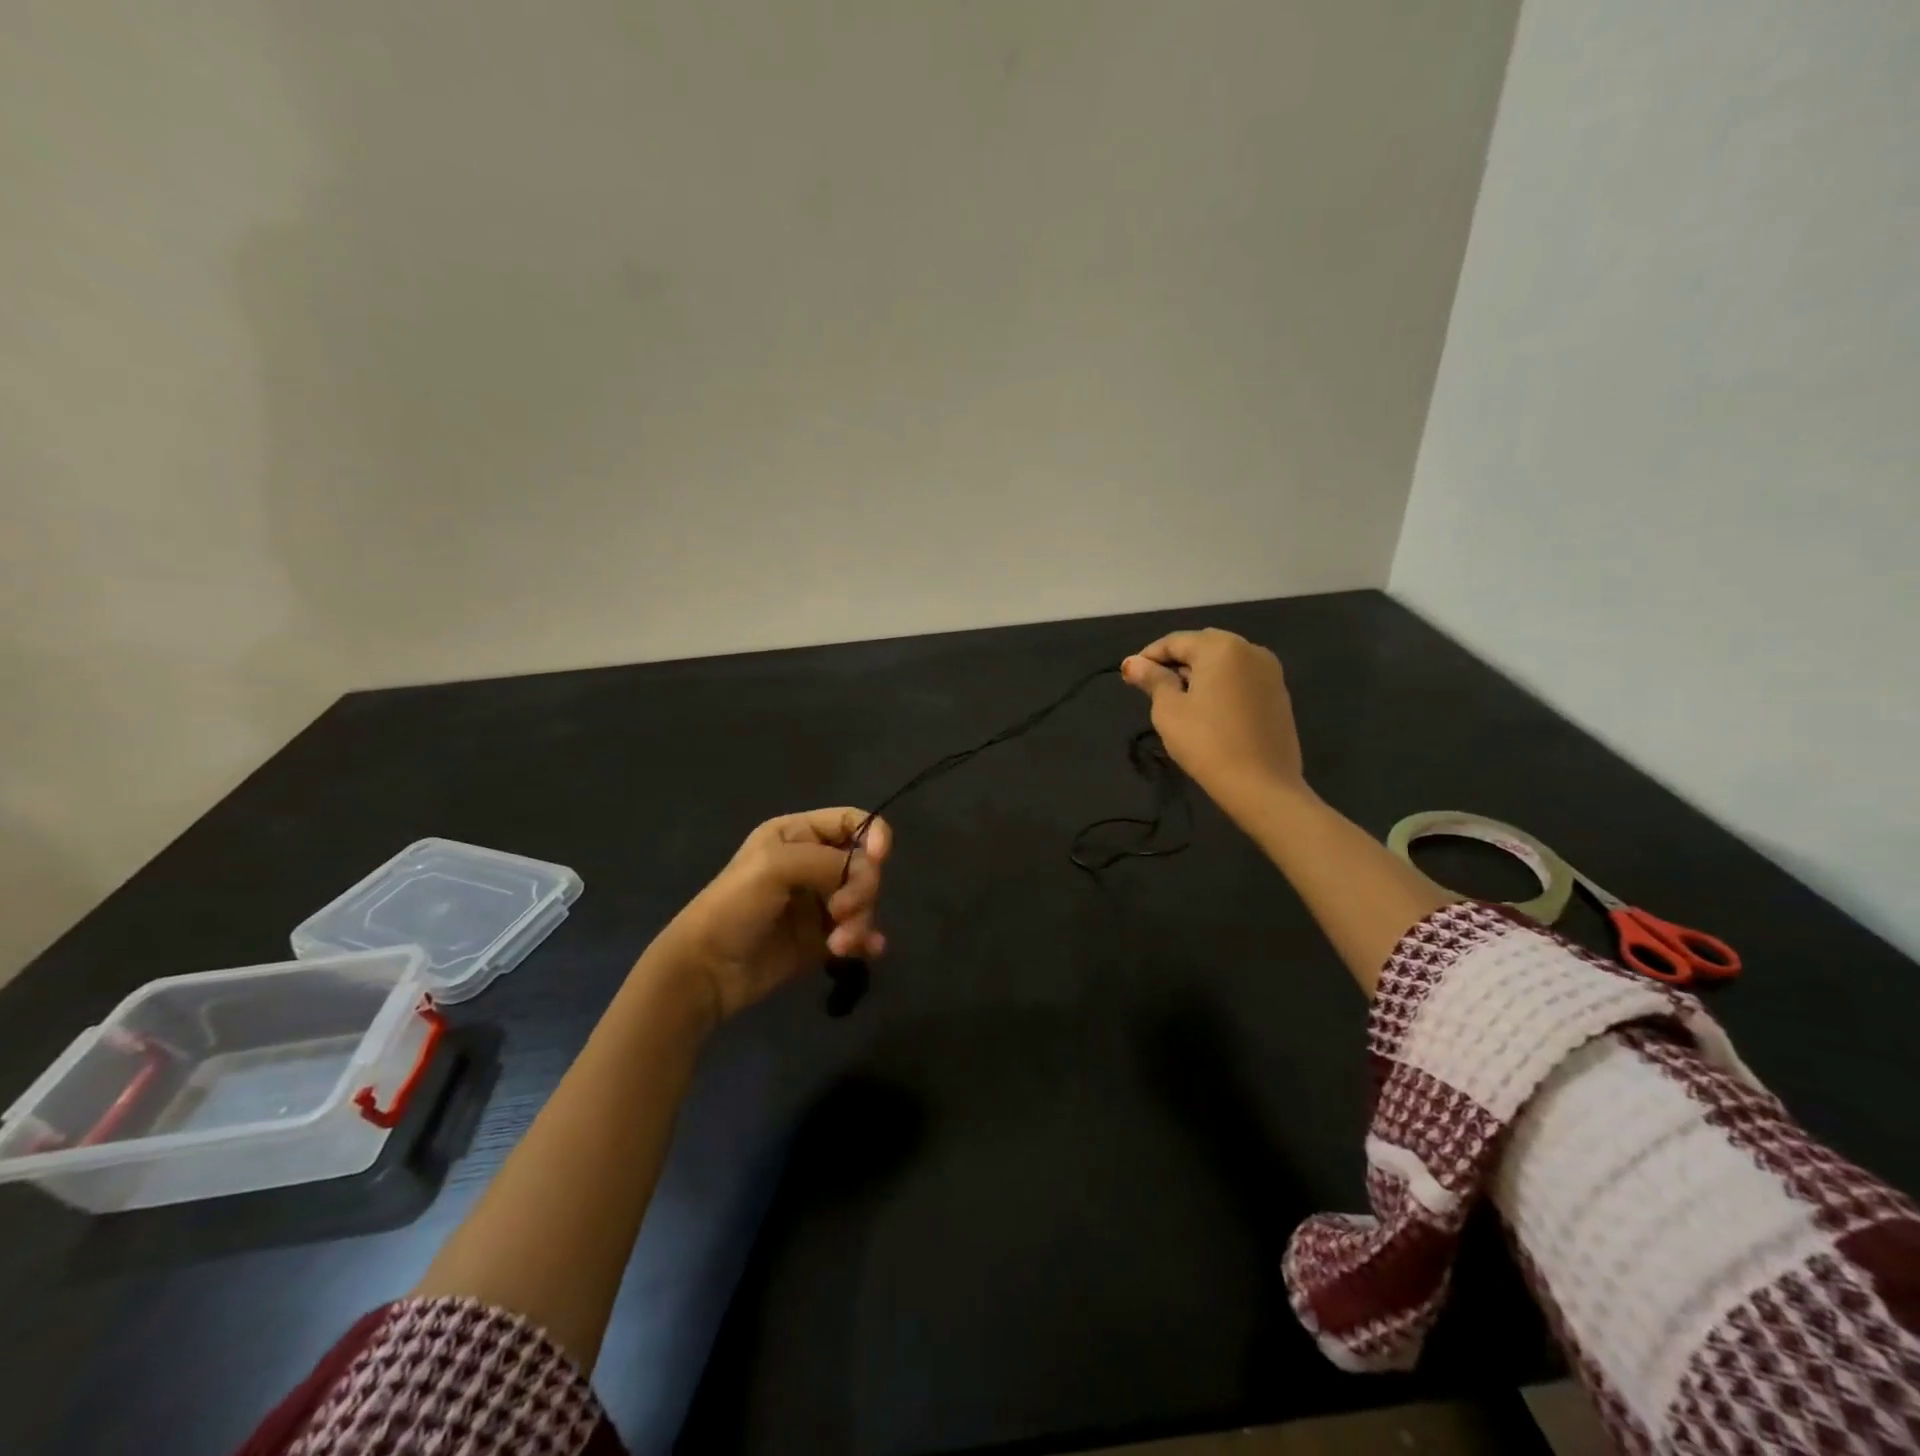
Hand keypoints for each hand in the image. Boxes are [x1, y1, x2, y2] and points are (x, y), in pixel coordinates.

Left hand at [651, 807, 890, 1023]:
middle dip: (862, 888)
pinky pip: (859, 931)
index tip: (879, 858)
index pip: (851, 821)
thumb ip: (826, 860)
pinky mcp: (823, 938)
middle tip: (841, 911)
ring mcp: (819, 902)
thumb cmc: (733, 907)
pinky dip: (867, 939)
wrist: (706, 971)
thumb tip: (864, 872)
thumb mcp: (774, 867)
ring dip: (861, 920)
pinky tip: (867, 951)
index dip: (874, 835)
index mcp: (798, 835)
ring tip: (839, 945)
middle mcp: (813, 863)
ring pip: (864, 900)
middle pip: (864, 864)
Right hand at [1121, 629, 1305, 817]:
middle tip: (1151, 689)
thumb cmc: (1207, 743)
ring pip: (1223, 663)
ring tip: (1178, 701)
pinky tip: (1208, 712)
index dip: (1148, 657)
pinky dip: (1220, 686)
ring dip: (1198, 674)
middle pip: (1202, 647)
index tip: (1129, 677)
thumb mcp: (1169, 710)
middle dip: (1175, 663)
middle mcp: (1250, 650)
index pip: (1175, 641)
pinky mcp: (1279, 695)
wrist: (1262, 785)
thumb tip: (1132, 662)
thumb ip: (1152, 680)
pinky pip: (1240, 680)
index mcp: (1221, 647)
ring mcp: (1269, 672)